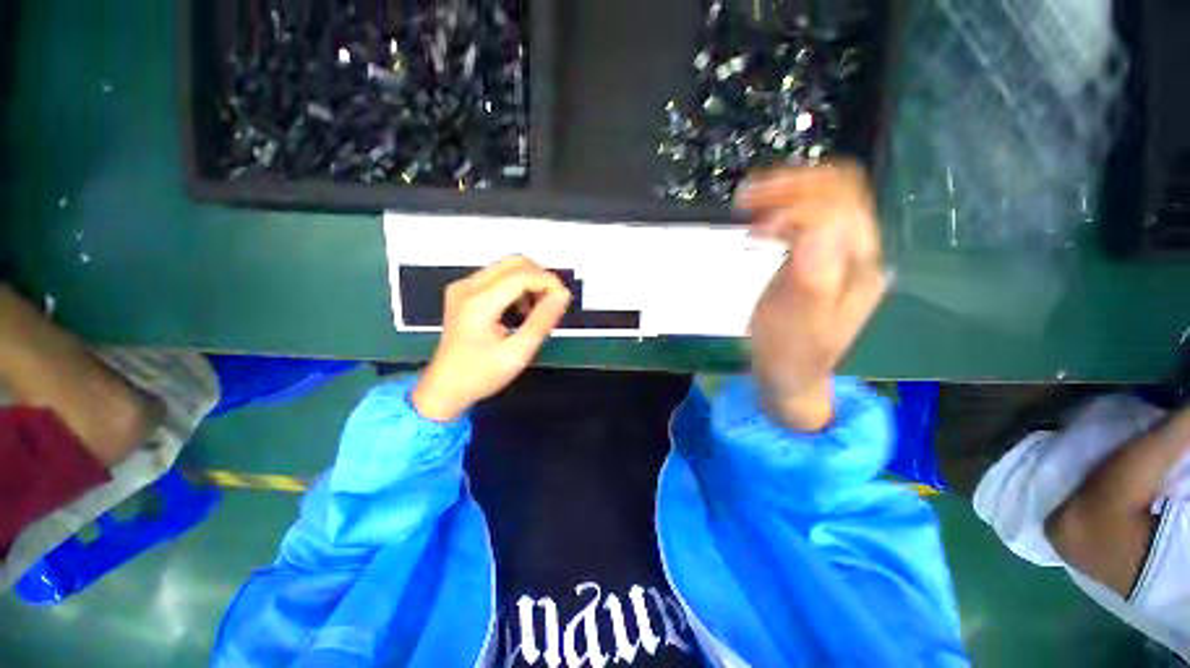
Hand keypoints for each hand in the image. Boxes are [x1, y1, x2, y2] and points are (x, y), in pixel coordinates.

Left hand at [411, 256, 571, 421]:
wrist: (444, 388)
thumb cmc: (481, 374)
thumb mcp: (518, 353)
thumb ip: (542, 321)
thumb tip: (562, 296)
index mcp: (479, 302)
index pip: (523, 275)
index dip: (549, 282)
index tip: (565, 300)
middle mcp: (468, 286)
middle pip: (515, 263)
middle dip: (541, 278)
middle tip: (553, 303)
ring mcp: (463, 287)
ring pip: (507, 267)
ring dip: (530, 282)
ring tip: (538, 310)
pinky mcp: (463, 292)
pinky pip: (498, 277)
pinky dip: (517, 287)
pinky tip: (521, 310)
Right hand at [738, 162, 889, 431]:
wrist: (791, 373)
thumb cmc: (790, 353)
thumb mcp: (797, 322)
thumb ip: (810, 277)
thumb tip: (812, 227)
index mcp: (858, 266)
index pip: (839, 209)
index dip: (798, 208)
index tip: (756, 229)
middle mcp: (857, 251)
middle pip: (839, 190)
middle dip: (792, 185)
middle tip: (747, 198)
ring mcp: (838, 251)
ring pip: (824, 196)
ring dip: (785, 191)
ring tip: (746, 203)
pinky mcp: (818, 256)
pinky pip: (807, 216)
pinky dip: (780, 209)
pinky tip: (758, 221)